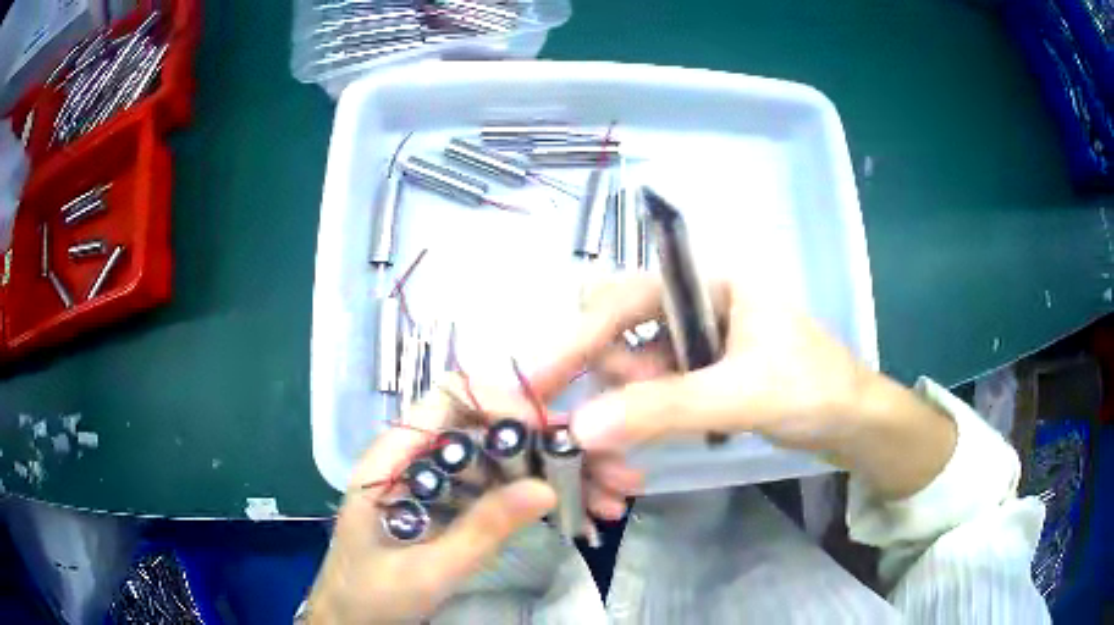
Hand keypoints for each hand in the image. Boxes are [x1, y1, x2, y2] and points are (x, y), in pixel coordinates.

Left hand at [307, 383, 556, 623]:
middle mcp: (405, 461)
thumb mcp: (428, 570)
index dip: (494, 402)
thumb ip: (482, 530)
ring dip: (522, 463)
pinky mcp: (434, 507)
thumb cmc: (372, 596)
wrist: (347, 623)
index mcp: (388, 461)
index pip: (445, 400)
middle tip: (570, 460)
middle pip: (468, 423)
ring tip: (566, 483)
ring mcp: (420, 484)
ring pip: (477, 454)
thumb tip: (546, 488)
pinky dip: (510, 489)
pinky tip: (539, 506)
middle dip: (521, 436)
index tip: (542, 431)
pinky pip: (477, 485)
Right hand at [530, 274, 956, 504]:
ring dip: (624, 406)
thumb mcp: (743, 395)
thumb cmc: (814, 389)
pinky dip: (642, 416)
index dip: (578, 336)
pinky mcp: (700, 375)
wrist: (854, 423)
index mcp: (709, 282)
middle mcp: (696, 304)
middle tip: (605, 424)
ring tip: (629, 449)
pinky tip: (644, 443)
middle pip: (621, 329)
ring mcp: (697, 342)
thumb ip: (665, 409)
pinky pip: (653, 390)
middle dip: (609, 378)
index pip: (626, 297)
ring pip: (633, 365)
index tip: (539, 380)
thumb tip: (582, 427)